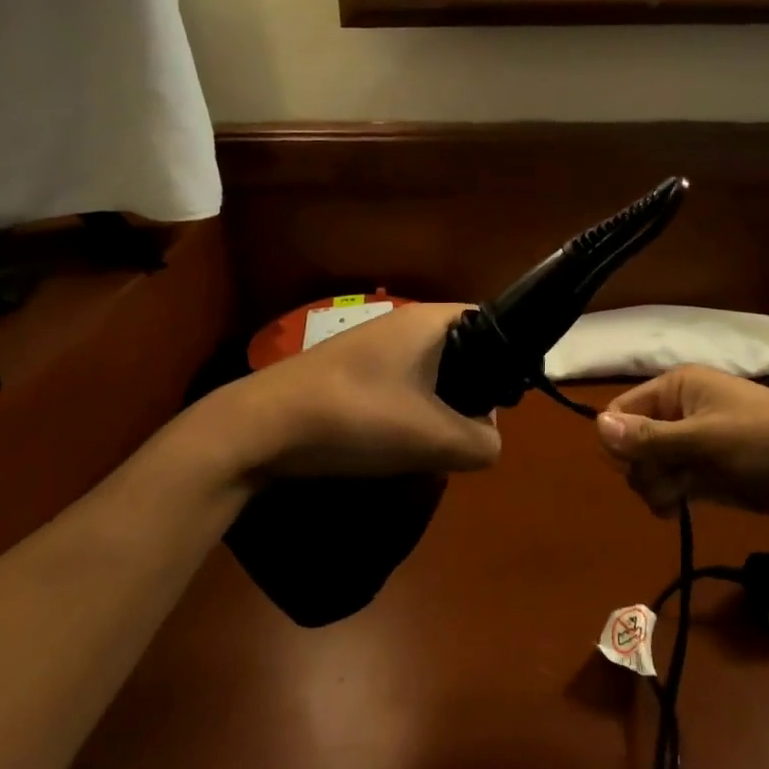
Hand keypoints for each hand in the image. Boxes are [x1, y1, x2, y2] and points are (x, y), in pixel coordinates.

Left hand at [187, 303, 502, 481]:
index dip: (508, 359)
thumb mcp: (432, 438)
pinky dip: (409, 415)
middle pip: (465, 353)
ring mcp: (374, 347)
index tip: (508, 401)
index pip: (493, 322)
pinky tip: (396, 447)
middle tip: (467, 433)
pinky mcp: (351, 373)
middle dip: (471, 395)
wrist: (260, 428)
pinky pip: (402, 388)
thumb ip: (480, 442)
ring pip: (432, 376)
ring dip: (439, 411)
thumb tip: (490, 441)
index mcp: (430, 321)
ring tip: (430, 447)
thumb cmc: (356, 418)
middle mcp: (404, 324)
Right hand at [596, 365, 768, 520]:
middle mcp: (679, 412)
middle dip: (642, 469)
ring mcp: (694, 445)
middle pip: (632, 443)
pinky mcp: (708, 473)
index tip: (636, 465)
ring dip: (656, 487)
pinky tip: (677, 510)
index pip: (621, 411)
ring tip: (677, 500)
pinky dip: (669, 497)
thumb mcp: (706, 440)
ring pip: (650, 467)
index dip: (620, 440)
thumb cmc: (767, 441)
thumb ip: (651, 438)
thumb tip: (597, 426)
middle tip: (668, 482)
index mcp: (676, 388)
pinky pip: (671, 484)